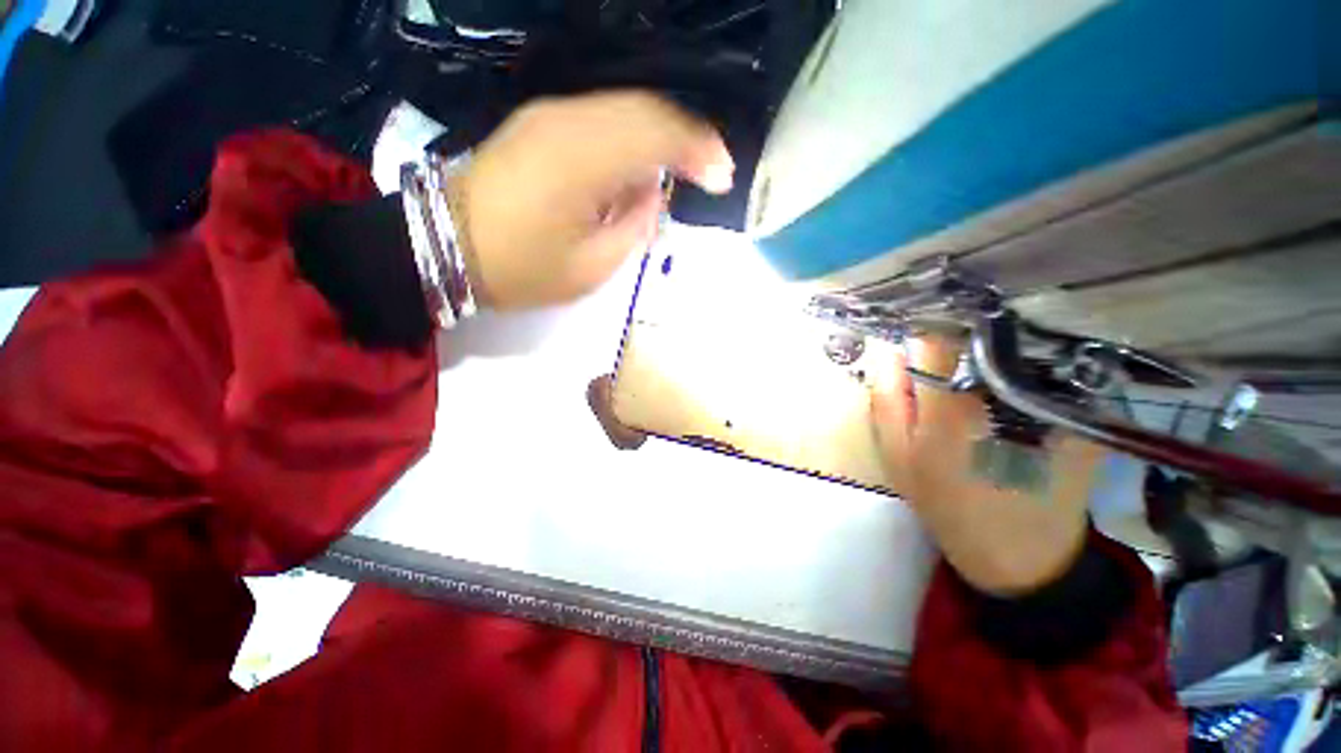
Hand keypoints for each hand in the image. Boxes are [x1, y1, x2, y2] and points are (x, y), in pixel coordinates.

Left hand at [457, 91, 733, 309]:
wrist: (443, 245)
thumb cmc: (521, 269)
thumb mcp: (590, 268)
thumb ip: (633, 228)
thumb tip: (653, 195)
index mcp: (581, 160)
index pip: (656, 134)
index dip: (698, 150)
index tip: (723, 177)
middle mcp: (567, 121)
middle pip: (645, 109)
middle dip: (688, 136)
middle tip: (713, 169)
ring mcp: (550, 115)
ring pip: (625, 107)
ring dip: (663, 134)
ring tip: (685, 168)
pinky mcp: (540, 123)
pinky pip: (602, 116)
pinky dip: (633, 135)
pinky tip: (643, 164)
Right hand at [870, 336, 1103, 595]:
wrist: (1019, 554)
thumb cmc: (945, 502)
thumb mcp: (896, 455)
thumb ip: (887, 401)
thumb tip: (890, 351)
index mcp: (950, 407)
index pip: (938, 338)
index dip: (925, 325)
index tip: (917, 327)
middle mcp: (1002, 397)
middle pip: (981, 339)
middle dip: (961, 335)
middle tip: (949, 350)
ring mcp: (1048, 404)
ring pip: (1017, 349)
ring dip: (997, 348)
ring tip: (982, 365)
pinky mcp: (1080, 416)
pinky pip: (1050, 372)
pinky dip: (1031, 366)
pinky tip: (1020, 383)